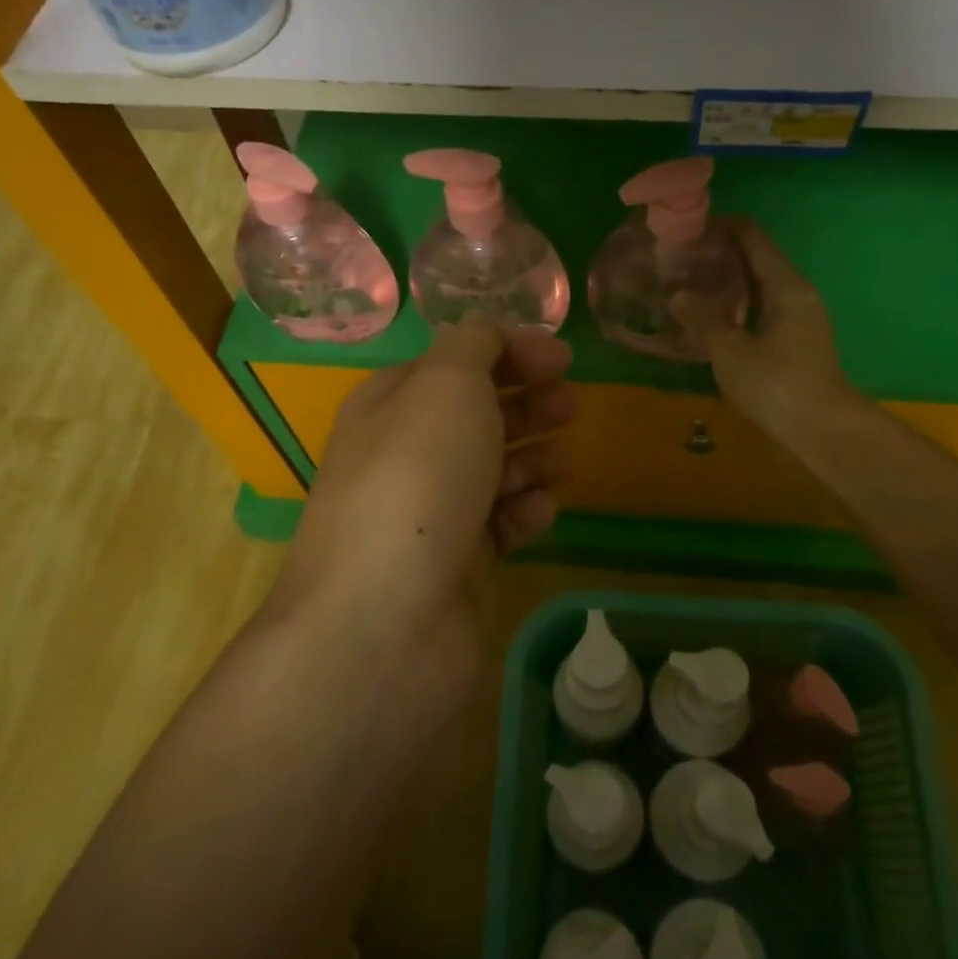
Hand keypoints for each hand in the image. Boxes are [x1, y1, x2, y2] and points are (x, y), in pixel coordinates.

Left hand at [275, 320, 574, 701]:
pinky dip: (522, 512)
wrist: (386, 620)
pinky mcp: (455, 565)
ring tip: (564, 459)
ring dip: (531, 458)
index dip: (509, 352)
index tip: (563, 358)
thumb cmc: (418, 479)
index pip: (454, 362)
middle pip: (475, 416)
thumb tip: (492, 338)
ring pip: (491, 471)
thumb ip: (473, 347)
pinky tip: (540, 511)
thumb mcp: (446, 385)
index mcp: (391, 404)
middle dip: (526, 404)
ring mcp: (429, 514)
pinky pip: (498, 526)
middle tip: (571, 404)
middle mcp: (405, 455)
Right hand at [673, 218, 854, 449]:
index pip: (752, 237)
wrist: (822, 429)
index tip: (688, 227)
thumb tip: (678, 294)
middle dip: (721, 253)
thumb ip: (703, 319)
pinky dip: (739, 303)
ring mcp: (801, 316)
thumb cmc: (776, 384)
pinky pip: (764, 305)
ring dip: (729, 280)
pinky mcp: (797, 338)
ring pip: (761, 284)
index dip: (722, 226)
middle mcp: (797, 291)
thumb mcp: (730, 351)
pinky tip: (714, 316)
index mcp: (785, 285)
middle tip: (681, 258)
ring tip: (691, 283)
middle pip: (757, 257)